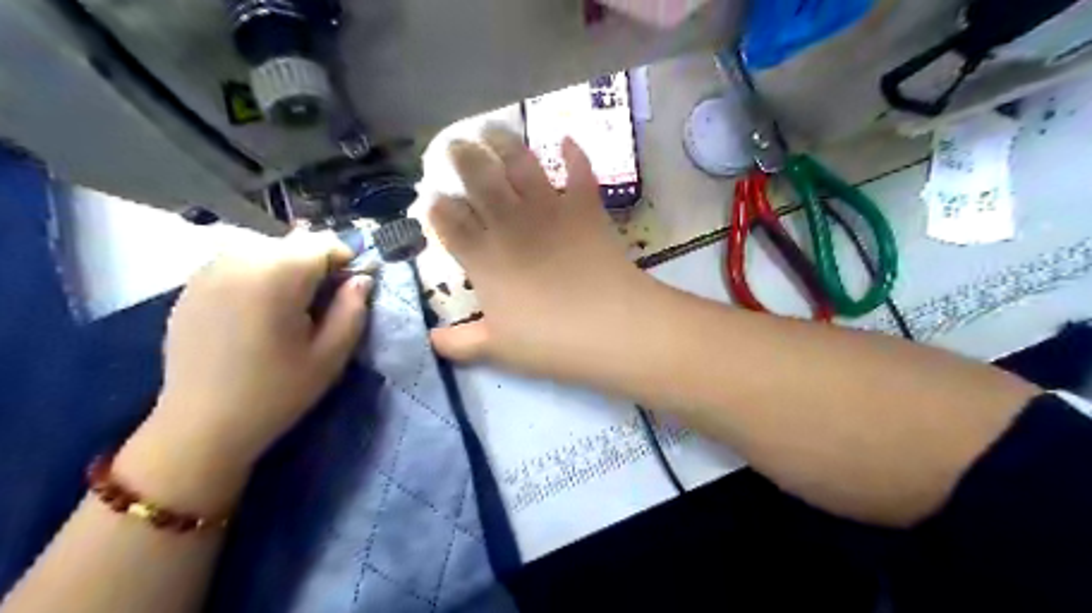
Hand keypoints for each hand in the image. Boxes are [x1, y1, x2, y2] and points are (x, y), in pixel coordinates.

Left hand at [134, 229, 372, 473]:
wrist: (200, 426)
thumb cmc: (276, 392)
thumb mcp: (330, 355)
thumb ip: (353, 309)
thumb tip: (361, 280)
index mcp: (276, 274)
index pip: (324, 243)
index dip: (344, 262)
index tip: (348, 292)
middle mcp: (238, 260)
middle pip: (293, 244)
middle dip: (314, 266)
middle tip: (318, 306)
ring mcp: (208, 270)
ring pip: (265, 250)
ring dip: (285, 269)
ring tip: (286, 310)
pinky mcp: (190, 286)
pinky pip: (236, 264)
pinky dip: (256, 277)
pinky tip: (254, 314)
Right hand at [425, 127, 654, 379]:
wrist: (609, 326)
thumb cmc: (549, 341)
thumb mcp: (497, 349)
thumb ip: (460, 343)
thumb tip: (430, 340)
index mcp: (483, 257)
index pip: (449, 222)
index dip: (438, 207)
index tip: (433, 199)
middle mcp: (509, 223)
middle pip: (478, 178)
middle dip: (463, 157)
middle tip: (457, 145)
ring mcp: (548, 210)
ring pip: (520, 163)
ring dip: (504, 142)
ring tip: (492, 129)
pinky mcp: (584, 207)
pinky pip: (579, 172)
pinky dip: (574, 154)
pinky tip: (566, 139)